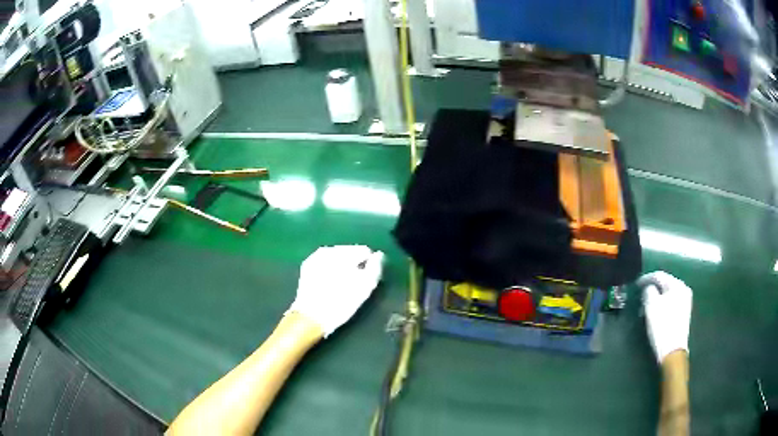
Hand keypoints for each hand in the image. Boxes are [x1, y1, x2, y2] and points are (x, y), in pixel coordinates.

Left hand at [288, 245, 383, 337]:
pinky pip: (326, 263)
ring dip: (343, 267)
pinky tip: (331, 284)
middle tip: (354, 284)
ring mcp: (315, 257)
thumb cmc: (340, 304)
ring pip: (338, 257)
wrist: (311, 317)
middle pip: (350, 252)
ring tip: (343, 285)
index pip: (364, 251)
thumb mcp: (365, 288)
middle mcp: (328, 249)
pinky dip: (331, 270)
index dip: (369, 265)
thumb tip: (379, 255)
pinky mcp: (308, 266)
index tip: (367, 280)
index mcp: (343, 252)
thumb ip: (375, 268)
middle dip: (354, 265)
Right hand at [637, 271, 692, 363]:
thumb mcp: (651, 305)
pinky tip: (655, 315)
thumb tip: (649, 288)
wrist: (672, 350)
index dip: (646, 279)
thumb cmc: (662, 325)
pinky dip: (661, 306)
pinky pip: (670, 304)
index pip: (659, 276)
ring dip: (656, 300)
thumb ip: (648, 290)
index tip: (636, 285)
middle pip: (664, 285)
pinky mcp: (683, 314)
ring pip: (667, 296)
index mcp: (677, 285)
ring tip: (645, 309)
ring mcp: (685, 303)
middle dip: (652, 290)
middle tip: (640, 298)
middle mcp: (684, 290)